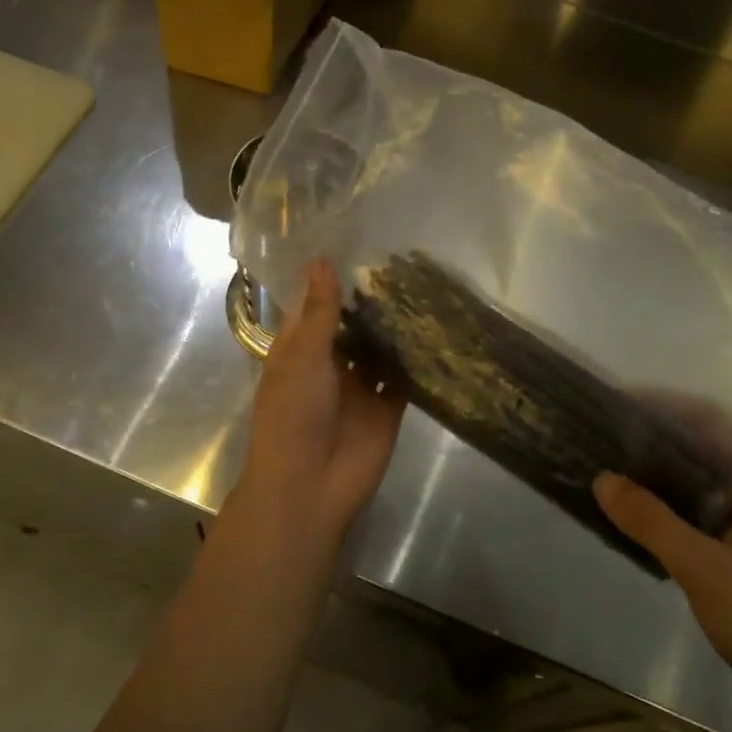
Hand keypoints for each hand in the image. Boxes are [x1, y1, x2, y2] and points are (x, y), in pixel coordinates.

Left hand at [229, 260, 405, 545]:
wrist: (310, 485)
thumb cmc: (294, 414)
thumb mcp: (302, 356)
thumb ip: (319, 310)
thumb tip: (322, 260)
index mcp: (299, 350)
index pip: (316, 306)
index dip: (333, 280)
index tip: (359, 245)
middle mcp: (330, 363)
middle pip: (353, 325)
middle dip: (372, 301)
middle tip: (406, 261)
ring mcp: (360, 386)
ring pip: (380, 349)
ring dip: (395, 327)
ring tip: (426, 286)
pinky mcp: (387, 407)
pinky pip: (403, 377)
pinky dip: (415, 359)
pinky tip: (437, 329)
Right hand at [593, 395, 731, 731]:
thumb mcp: (702, 567)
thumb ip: (650, 520)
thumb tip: (602, 478)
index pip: (710, 420)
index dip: (663, 404)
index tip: (616, 401)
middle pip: (704, 448)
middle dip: (655, 438)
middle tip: (603, 436)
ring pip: (702, 483)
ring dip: (660, 475)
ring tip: (611, 470)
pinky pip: (704, 514)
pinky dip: (671, 508)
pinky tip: (637, 517)